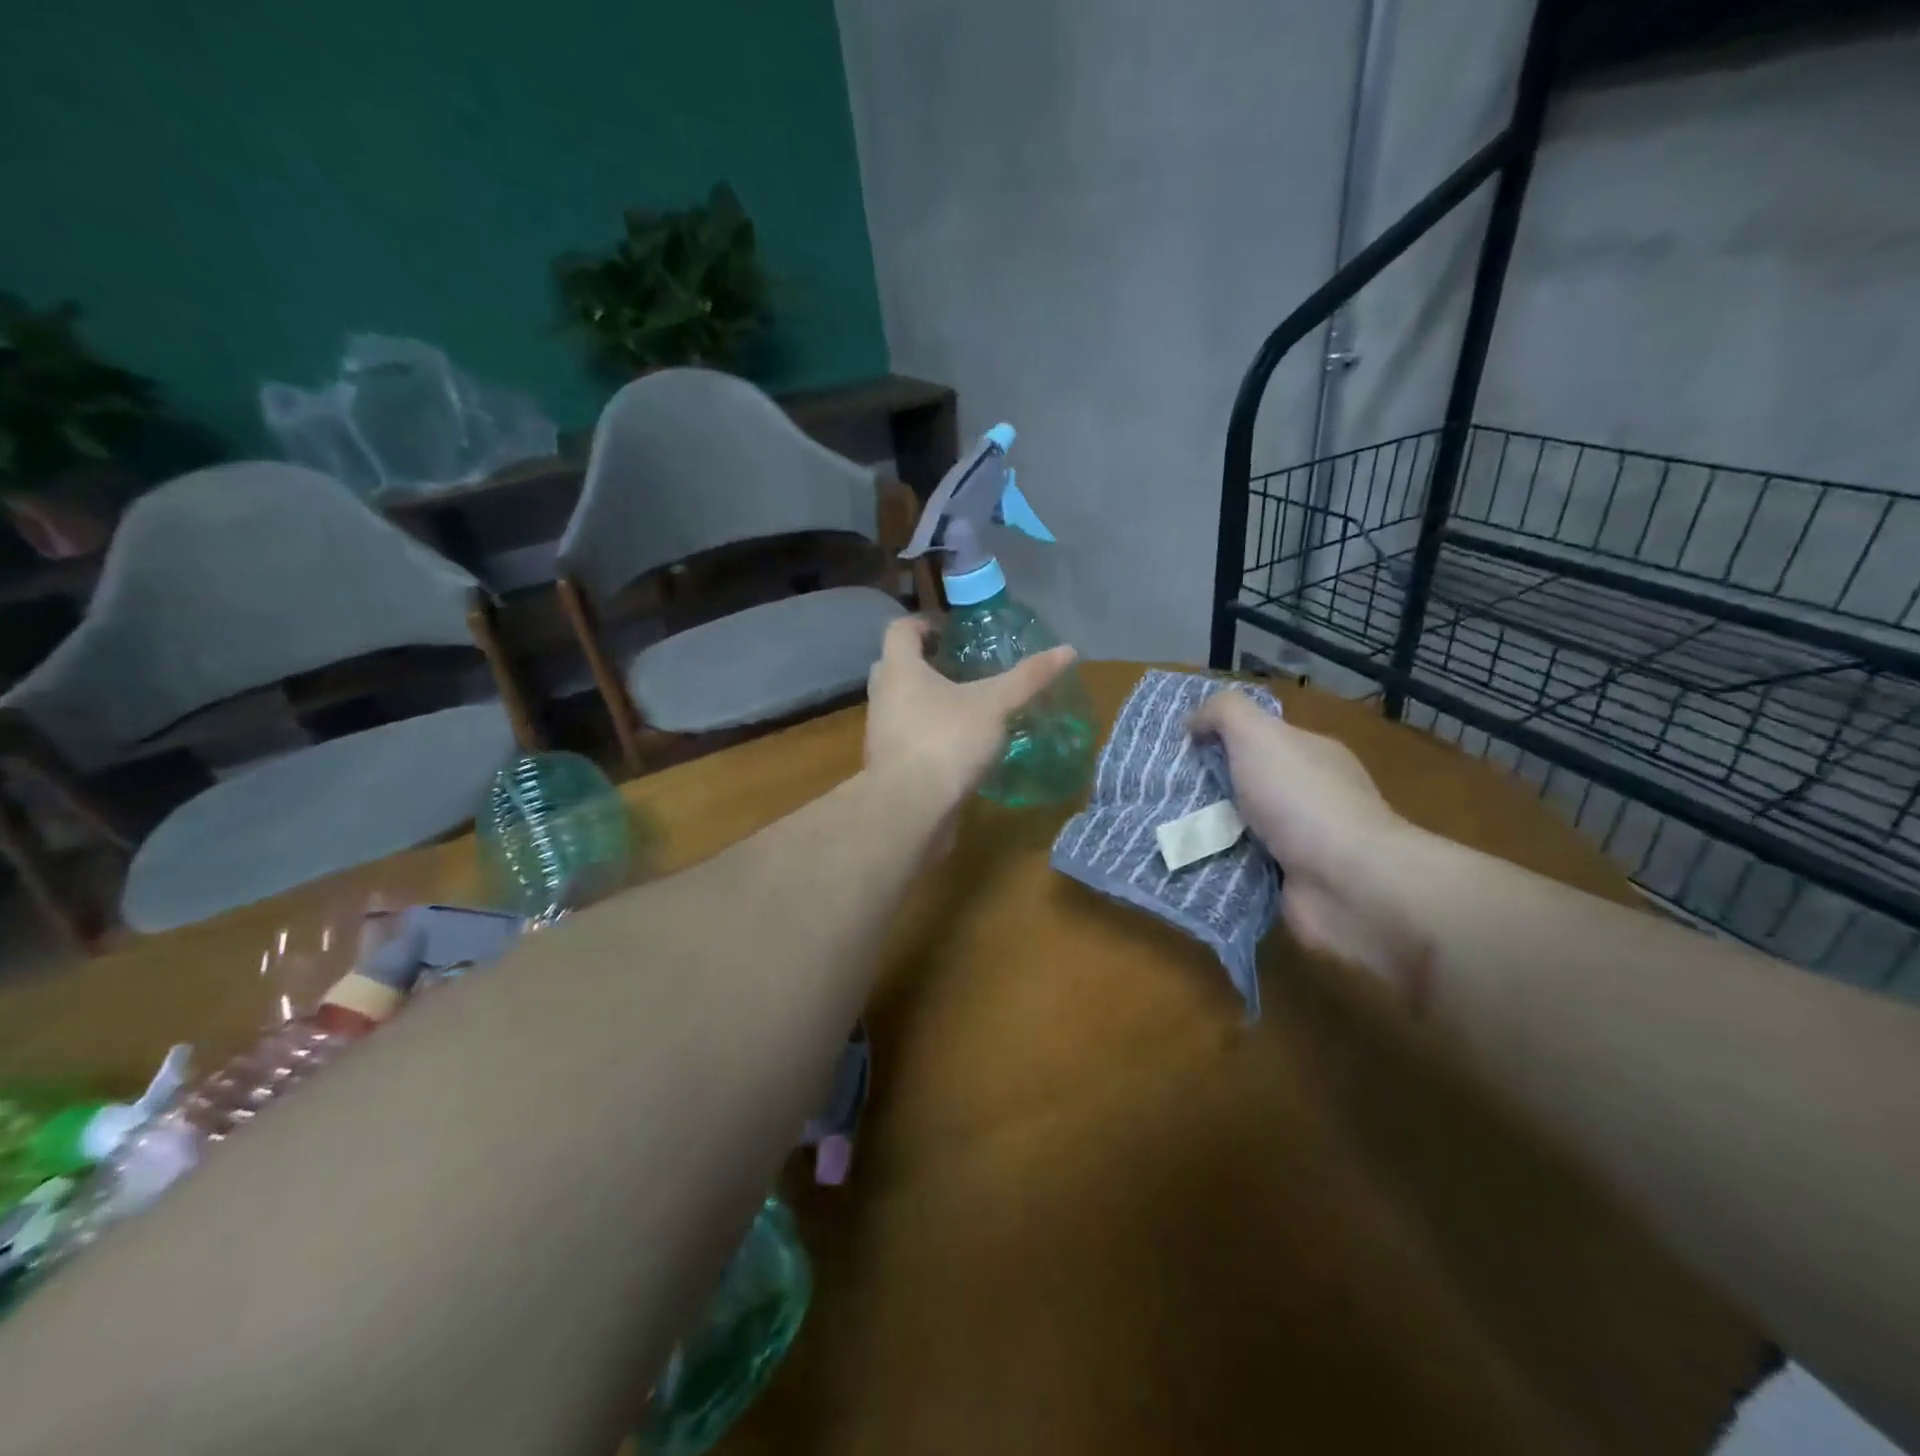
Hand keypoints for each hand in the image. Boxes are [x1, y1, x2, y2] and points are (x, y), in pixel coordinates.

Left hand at [865, 617, 1076, 810]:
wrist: (910, 810)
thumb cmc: (947, 742)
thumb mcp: (995, 705)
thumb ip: (1028, 678)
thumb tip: (1069, 650)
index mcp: (900, 669)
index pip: (900, 629)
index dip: (924, 623)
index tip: (952, 631)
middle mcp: (883, 696)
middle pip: (896, 666)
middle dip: (925, 663)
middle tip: (960, 666)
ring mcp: (881, 733)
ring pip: (901, 704)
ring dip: (927, 700)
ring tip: (965, 706)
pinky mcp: (888, 765)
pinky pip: (907, 737)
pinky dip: (928, 733)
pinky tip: (958, 745)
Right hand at [1189, 690, 1427, 987]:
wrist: (1347, 883)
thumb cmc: (1301, 800)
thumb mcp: (1258, 735)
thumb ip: (1224, 714)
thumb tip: (1193, 722)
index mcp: (1311, 756)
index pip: (1261, 739)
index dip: (1221, 739)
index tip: (1179, 750)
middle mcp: (1310, 796)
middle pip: (1247, 785)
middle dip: (1207, 789)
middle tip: (1162, 792)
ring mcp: (1303, 843)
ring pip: (1240, 830)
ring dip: (1207, 832)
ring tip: (1162, 830)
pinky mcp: (1290, 884)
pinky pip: (1242, 869)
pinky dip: (1218, 868)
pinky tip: (1186, 865)